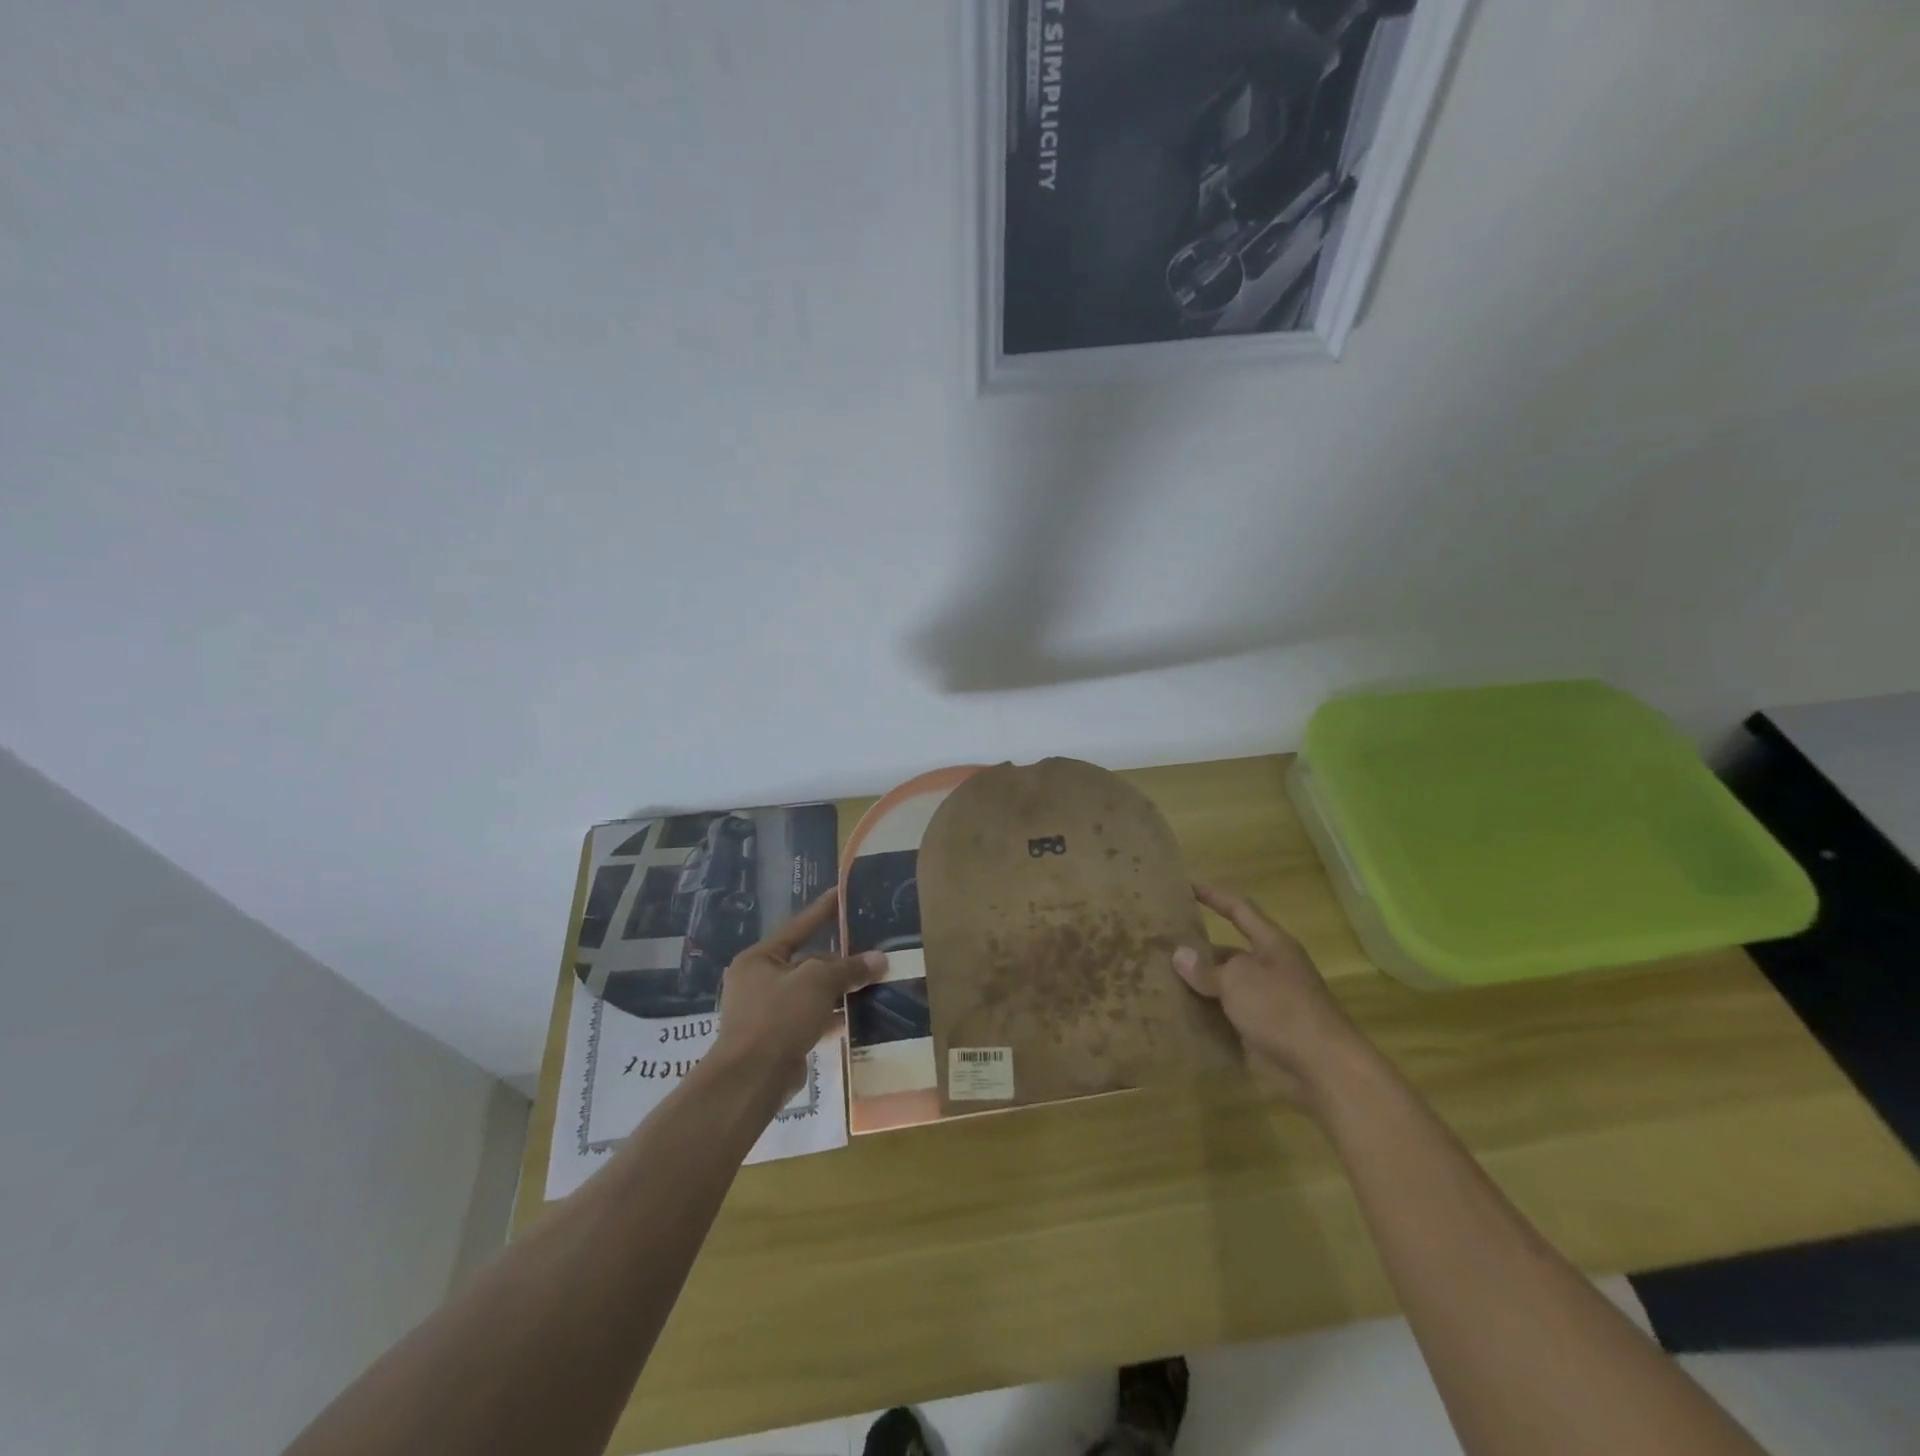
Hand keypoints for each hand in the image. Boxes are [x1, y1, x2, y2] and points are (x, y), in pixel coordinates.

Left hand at [712, 889, 885, 1100]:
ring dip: (839, 991)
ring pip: (811, 993)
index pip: (798, 927)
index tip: (842, 893)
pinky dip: (832, 1016)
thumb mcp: (817, 982)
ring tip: (874, 984)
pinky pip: (811, 1018)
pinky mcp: (778, 1039)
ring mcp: (767, 1012)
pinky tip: (859, 1017)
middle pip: (808, 963)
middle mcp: (759, 981)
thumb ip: (848, 968)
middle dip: (840, 962)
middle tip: (873, 956)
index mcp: (760, 958)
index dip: (822, 911)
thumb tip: (879, 959)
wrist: (750, 1080)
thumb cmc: (777, 1017)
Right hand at [1174, 881, 1365, 1110]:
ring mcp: (1267, 1003)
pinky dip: (1206, 1017)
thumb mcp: (1238, 980)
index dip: (1213, 896)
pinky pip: (1227, 1018)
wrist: (1323, 1069)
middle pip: (1228, 951)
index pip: (1238, 910)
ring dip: (1198, 986)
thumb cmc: (1281, 1009)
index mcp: (1272, 945)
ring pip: (1225, 987)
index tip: (1185, 884)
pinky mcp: (1262, 1033)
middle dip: (1197, 949)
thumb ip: (1207, 968)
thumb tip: (1180, 955)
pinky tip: (1177, 1016)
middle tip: (1159, 945)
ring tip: (1159, 980)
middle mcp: (1270, 969)